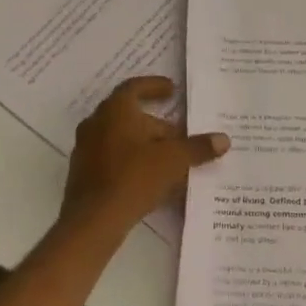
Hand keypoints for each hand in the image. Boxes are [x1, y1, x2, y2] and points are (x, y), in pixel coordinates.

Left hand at [62, 77, 228, 236]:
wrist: (94, 219)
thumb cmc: (134, 177)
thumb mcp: (173, 160)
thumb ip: (197, 147)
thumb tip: (223, 140)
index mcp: (115, 110)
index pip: (135, 87)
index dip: (155, 86)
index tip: (172, 90)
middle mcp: (96, 123)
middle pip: (129, 115)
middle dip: (156, 124)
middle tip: (179, 135)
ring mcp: (85, 148)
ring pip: (120, 138)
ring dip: (144, 144)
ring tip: (168, 158)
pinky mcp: (83, 172)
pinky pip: (111, 158)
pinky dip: (131, 160)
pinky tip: (149, 178)